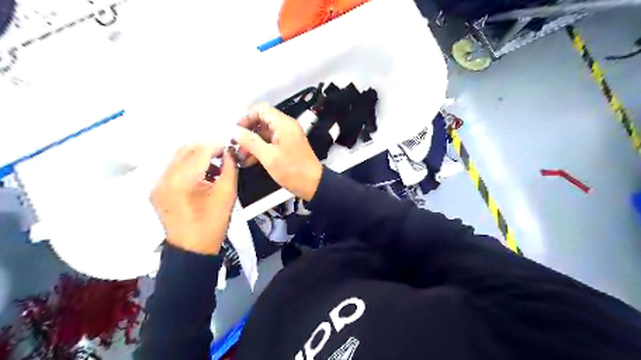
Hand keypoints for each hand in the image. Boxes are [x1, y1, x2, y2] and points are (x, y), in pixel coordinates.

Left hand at [150, 144, 237, 255]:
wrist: (192, 249)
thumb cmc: (213, 223)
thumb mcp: (227, 193)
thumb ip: (230, 168)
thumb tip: (229, 153)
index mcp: (182, 180)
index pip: (201, 151)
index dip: (218, 146)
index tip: (230, 149)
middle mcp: (164, 177)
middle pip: (186, 149)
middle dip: (206, 149)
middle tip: (223, 157)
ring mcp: (157, 184)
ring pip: (178, 157)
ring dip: (197, 157)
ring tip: (214, 168)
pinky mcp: (157, 190)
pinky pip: (173, 169)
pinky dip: (188, 167)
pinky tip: (201, 177)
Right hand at [234, 103, 323, 200]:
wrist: (313, 185)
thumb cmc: (292, 170)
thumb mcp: (268, 157)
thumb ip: (250, 142)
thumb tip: (234, 131)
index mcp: (283, 124)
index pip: (261, 109)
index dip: (246, 117)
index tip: (236, 130)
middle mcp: (285, 127)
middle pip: (261, 121)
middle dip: (247, 132)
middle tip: (235, 145)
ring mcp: (286, 137)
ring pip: (264, 133)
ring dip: (251, 143)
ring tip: (240, 156)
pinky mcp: (286, 147)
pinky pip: (269, 143)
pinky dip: (259, 149)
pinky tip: (249, 160)